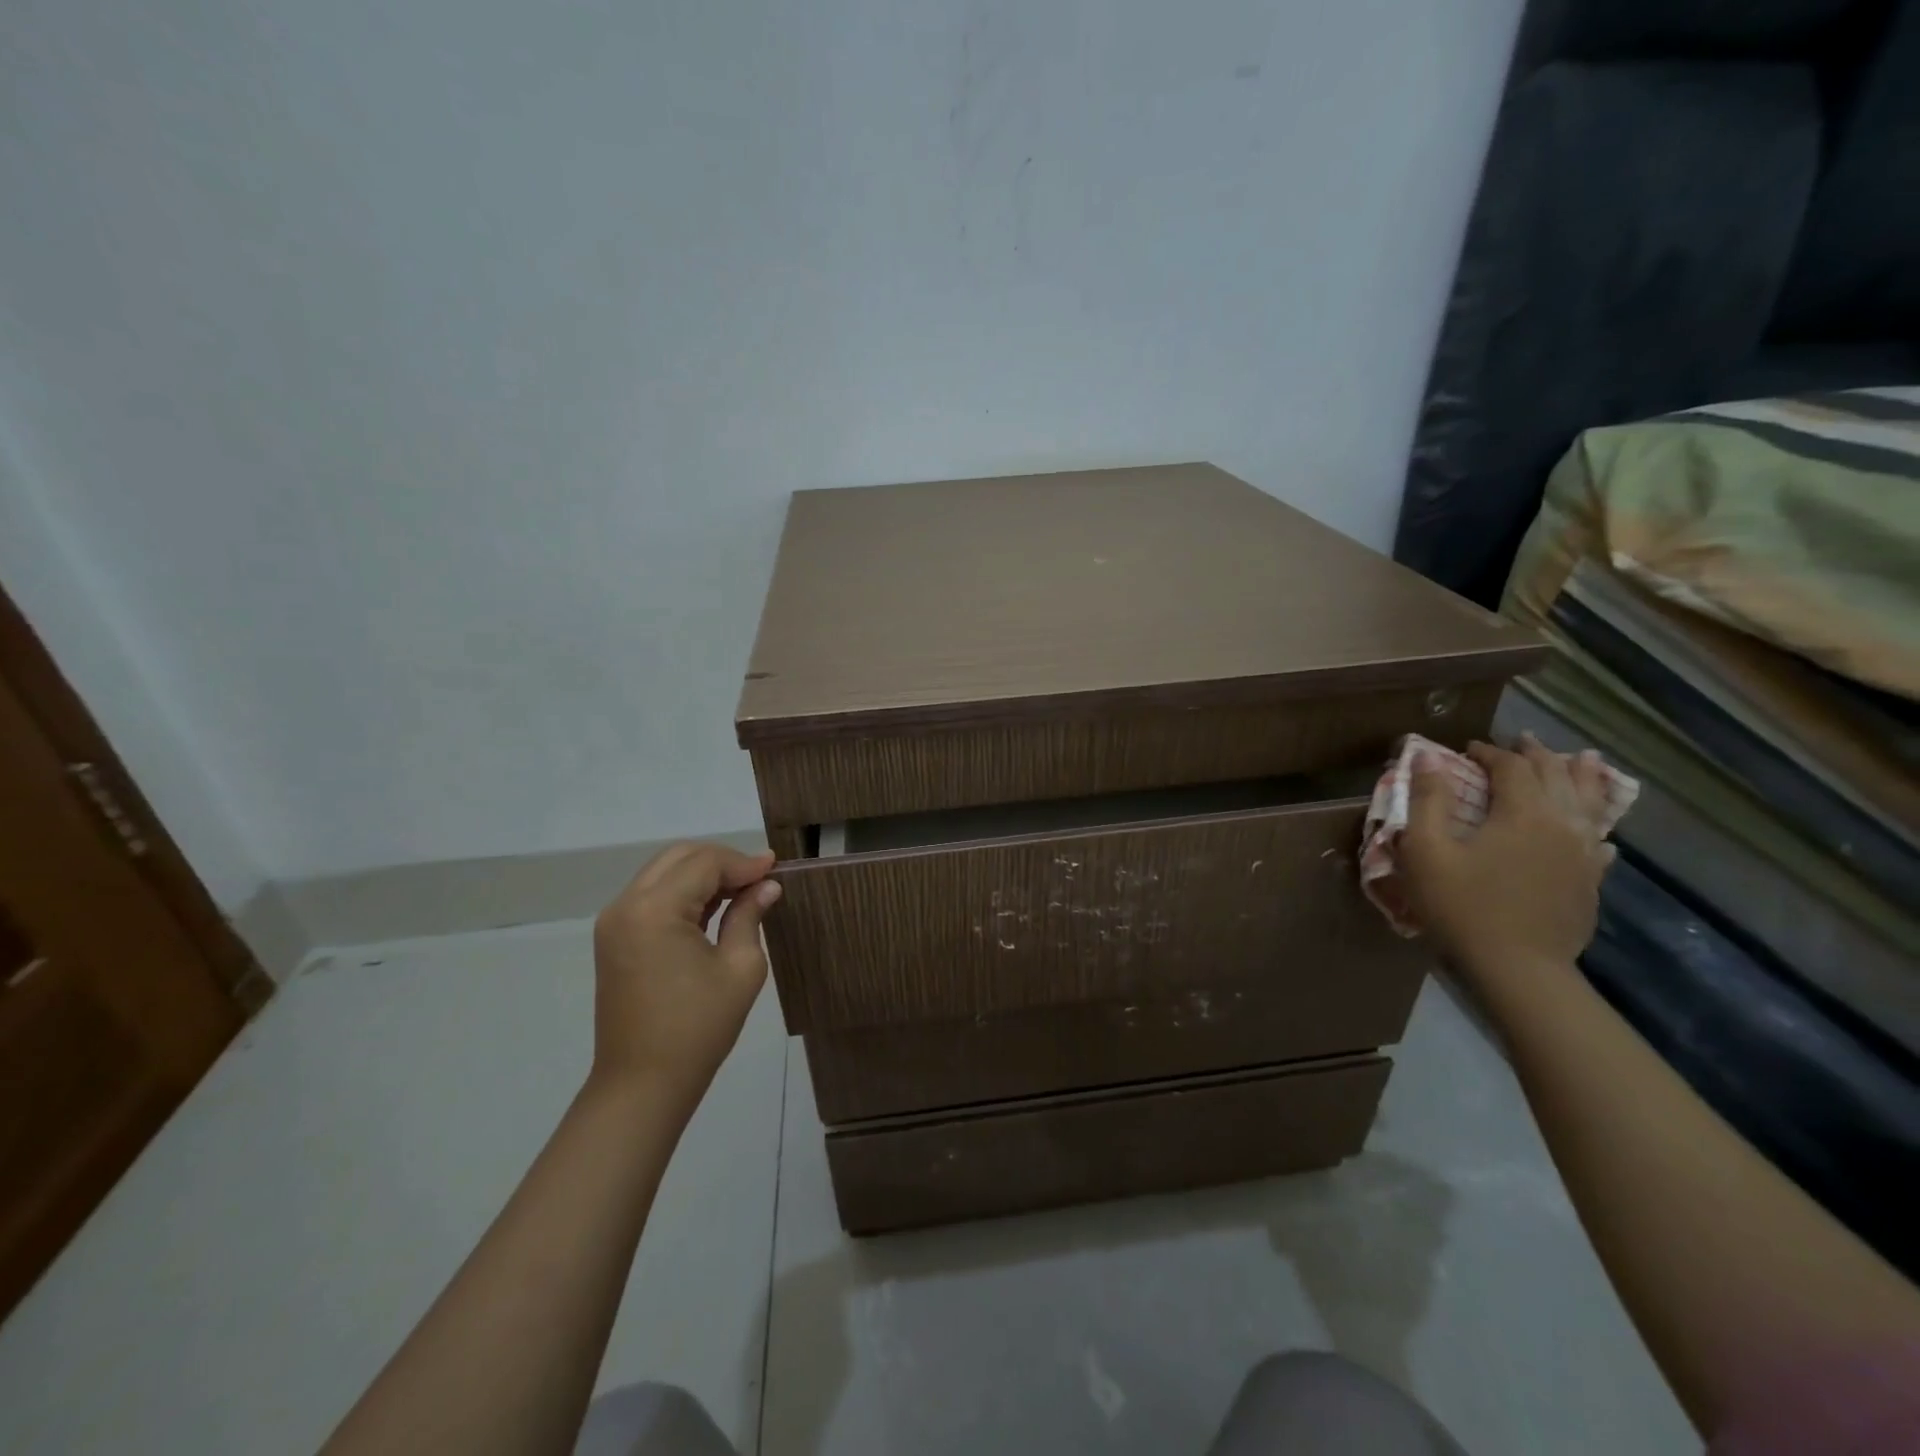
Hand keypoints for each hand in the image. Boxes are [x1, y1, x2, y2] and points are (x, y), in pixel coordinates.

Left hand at [589, 842, 781, 1107]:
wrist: (642, 1084)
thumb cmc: (698, 1028)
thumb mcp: (740, 968)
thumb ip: (749, 916)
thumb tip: (767, 886)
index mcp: (655, 910)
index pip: (705, 864)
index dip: (744, 862)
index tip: (776, 868)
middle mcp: (626, 905)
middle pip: (679, 857)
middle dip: (722, 860)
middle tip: (759, 876)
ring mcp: (615, 922)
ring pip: (663, 871)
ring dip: (702, 873)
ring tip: (742, 889)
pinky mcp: (614, 938)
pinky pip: (652, 895)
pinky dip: (683, 891)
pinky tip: (714, 905)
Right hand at [1398, 735, 1615, 985]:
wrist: (1518, 967)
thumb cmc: (1462, 905)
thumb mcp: (1426, 851)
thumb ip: (1427, 801)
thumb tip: (1426, 758)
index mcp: (1523, 812)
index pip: (1512, 767)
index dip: (1489, 752)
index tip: (1467, 749)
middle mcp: (1562, 824)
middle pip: (1556, 776)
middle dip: (1536, 755)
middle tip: (1520, 740)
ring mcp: (1583, 855)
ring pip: (1590, 803)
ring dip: (1582, 777)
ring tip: (1585, 759)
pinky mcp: (1590, 882)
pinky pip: (1600, 842)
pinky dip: (1597, 826)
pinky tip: (1599, 831)